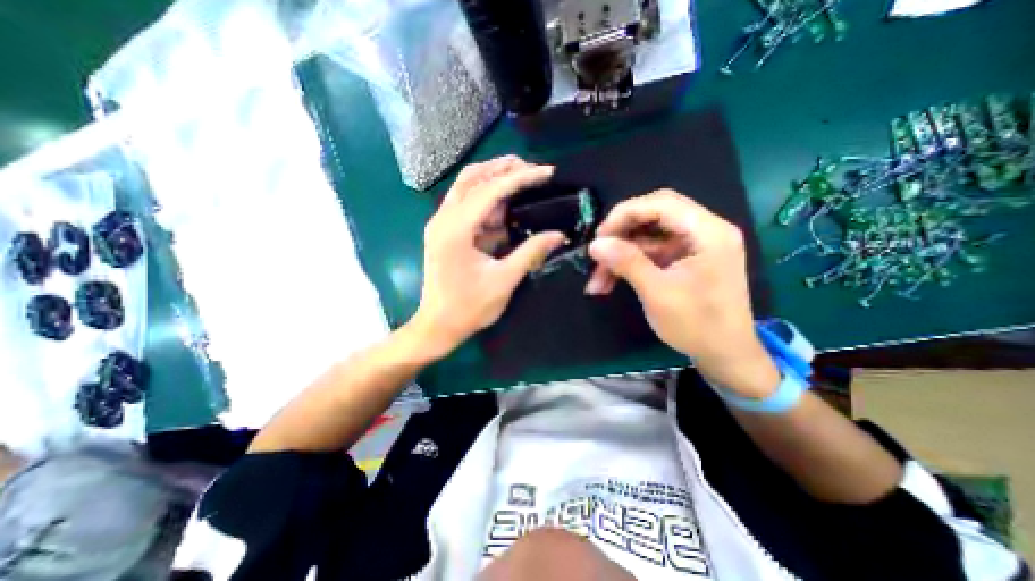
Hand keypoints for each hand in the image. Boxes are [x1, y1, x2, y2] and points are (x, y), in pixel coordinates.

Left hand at [409, 157, 565, 359]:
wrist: (437, 326)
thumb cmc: (469, 307)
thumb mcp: (504, 280)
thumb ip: (530, 253)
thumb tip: (558, 235)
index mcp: (456, 229)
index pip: (491, 190)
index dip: (521, 178)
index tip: (546, 172)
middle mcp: (444, 218)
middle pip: (473, 178)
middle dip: (503, 168)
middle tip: (532, 169)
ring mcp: (441, 224)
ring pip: (467, 187)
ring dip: (494, 180)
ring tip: (522, 178)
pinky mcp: (444, 232)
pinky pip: (465, 206)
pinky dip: (486, 201)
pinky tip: (506, 206)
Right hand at [580, 189, 774, 396]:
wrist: (725, 355)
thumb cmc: (697, 326)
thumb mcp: (658, 293)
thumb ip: (627, 263)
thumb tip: (595, 244)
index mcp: (708, 232)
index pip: (662, 203)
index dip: (625, 214)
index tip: (599, 236)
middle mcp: (704, 231)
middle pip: (654, 215)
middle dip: (621, 233)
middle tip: (597, 252)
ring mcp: (693, 245)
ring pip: (647, 237)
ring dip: (620, 255)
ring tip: (597, 280)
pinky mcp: (684, 259)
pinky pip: (651, 252)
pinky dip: (629, 264)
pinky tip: (609, 282)